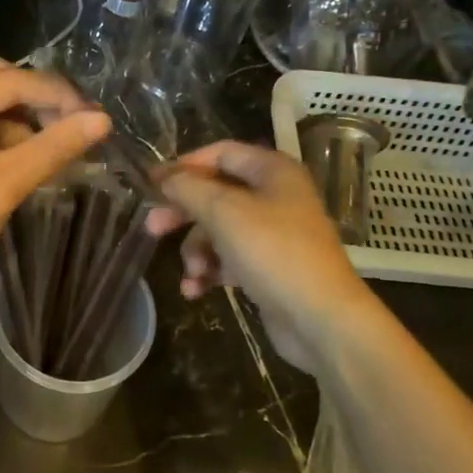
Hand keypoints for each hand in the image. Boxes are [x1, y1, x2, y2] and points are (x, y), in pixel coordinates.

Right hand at [145, 141, 379, 373]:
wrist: (321, 320)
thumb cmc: (273, 252)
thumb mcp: (223, 212)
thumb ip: (188, 188)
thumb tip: (165, 178)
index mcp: (272, 171)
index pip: (220, 153)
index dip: (185, 165)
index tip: (153, 184)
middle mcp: (275, 196)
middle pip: (215, 194)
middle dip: (183, 214)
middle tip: (152, 227)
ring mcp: (274, 234)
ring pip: (218, 230)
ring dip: (196, 250)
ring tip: (193, 272)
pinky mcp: (269, 268)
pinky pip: (229, 259)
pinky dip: (211, 271)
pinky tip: (196, 290)